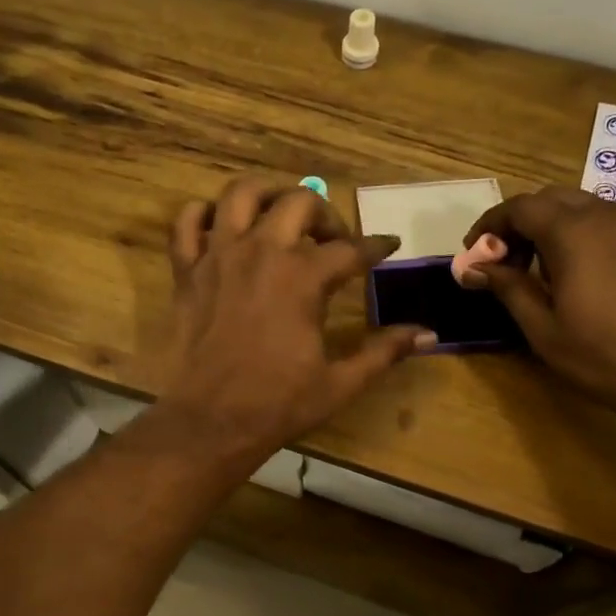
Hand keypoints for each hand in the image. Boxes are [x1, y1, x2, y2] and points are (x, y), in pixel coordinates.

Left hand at [154, 178, 432, 460]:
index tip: (389, 245)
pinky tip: (220, 226)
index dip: (376, 247)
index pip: (351, 249)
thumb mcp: (340, 383)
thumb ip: (383, 352)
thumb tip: (428, 334)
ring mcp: (219, 256)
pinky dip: (203, 214)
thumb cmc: (277, 404)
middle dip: (325, 214)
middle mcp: (262, 253)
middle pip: (299, 203)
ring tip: (280, 213)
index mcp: (303, 278)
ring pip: (241, 194)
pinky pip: (187, 222)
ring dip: (267, 194)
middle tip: (332, 239)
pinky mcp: (187, 271)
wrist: (209, 421)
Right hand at [465, 186, 615, 413]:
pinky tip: (580, 276)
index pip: (519, 208)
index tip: (473, 254)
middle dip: (520, 224)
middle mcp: (607, 214)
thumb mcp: (543, 328)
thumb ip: (507, 287)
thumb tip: (472, 267)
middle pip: (550, 200)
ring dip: (551, 229)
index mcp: (573, 231)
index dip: (490, 226)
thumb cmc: (605, 356)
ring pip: (582, 208)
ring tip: (540, 272)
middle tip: (504, 264)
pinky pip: (609, 223)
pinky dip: (583, 236)